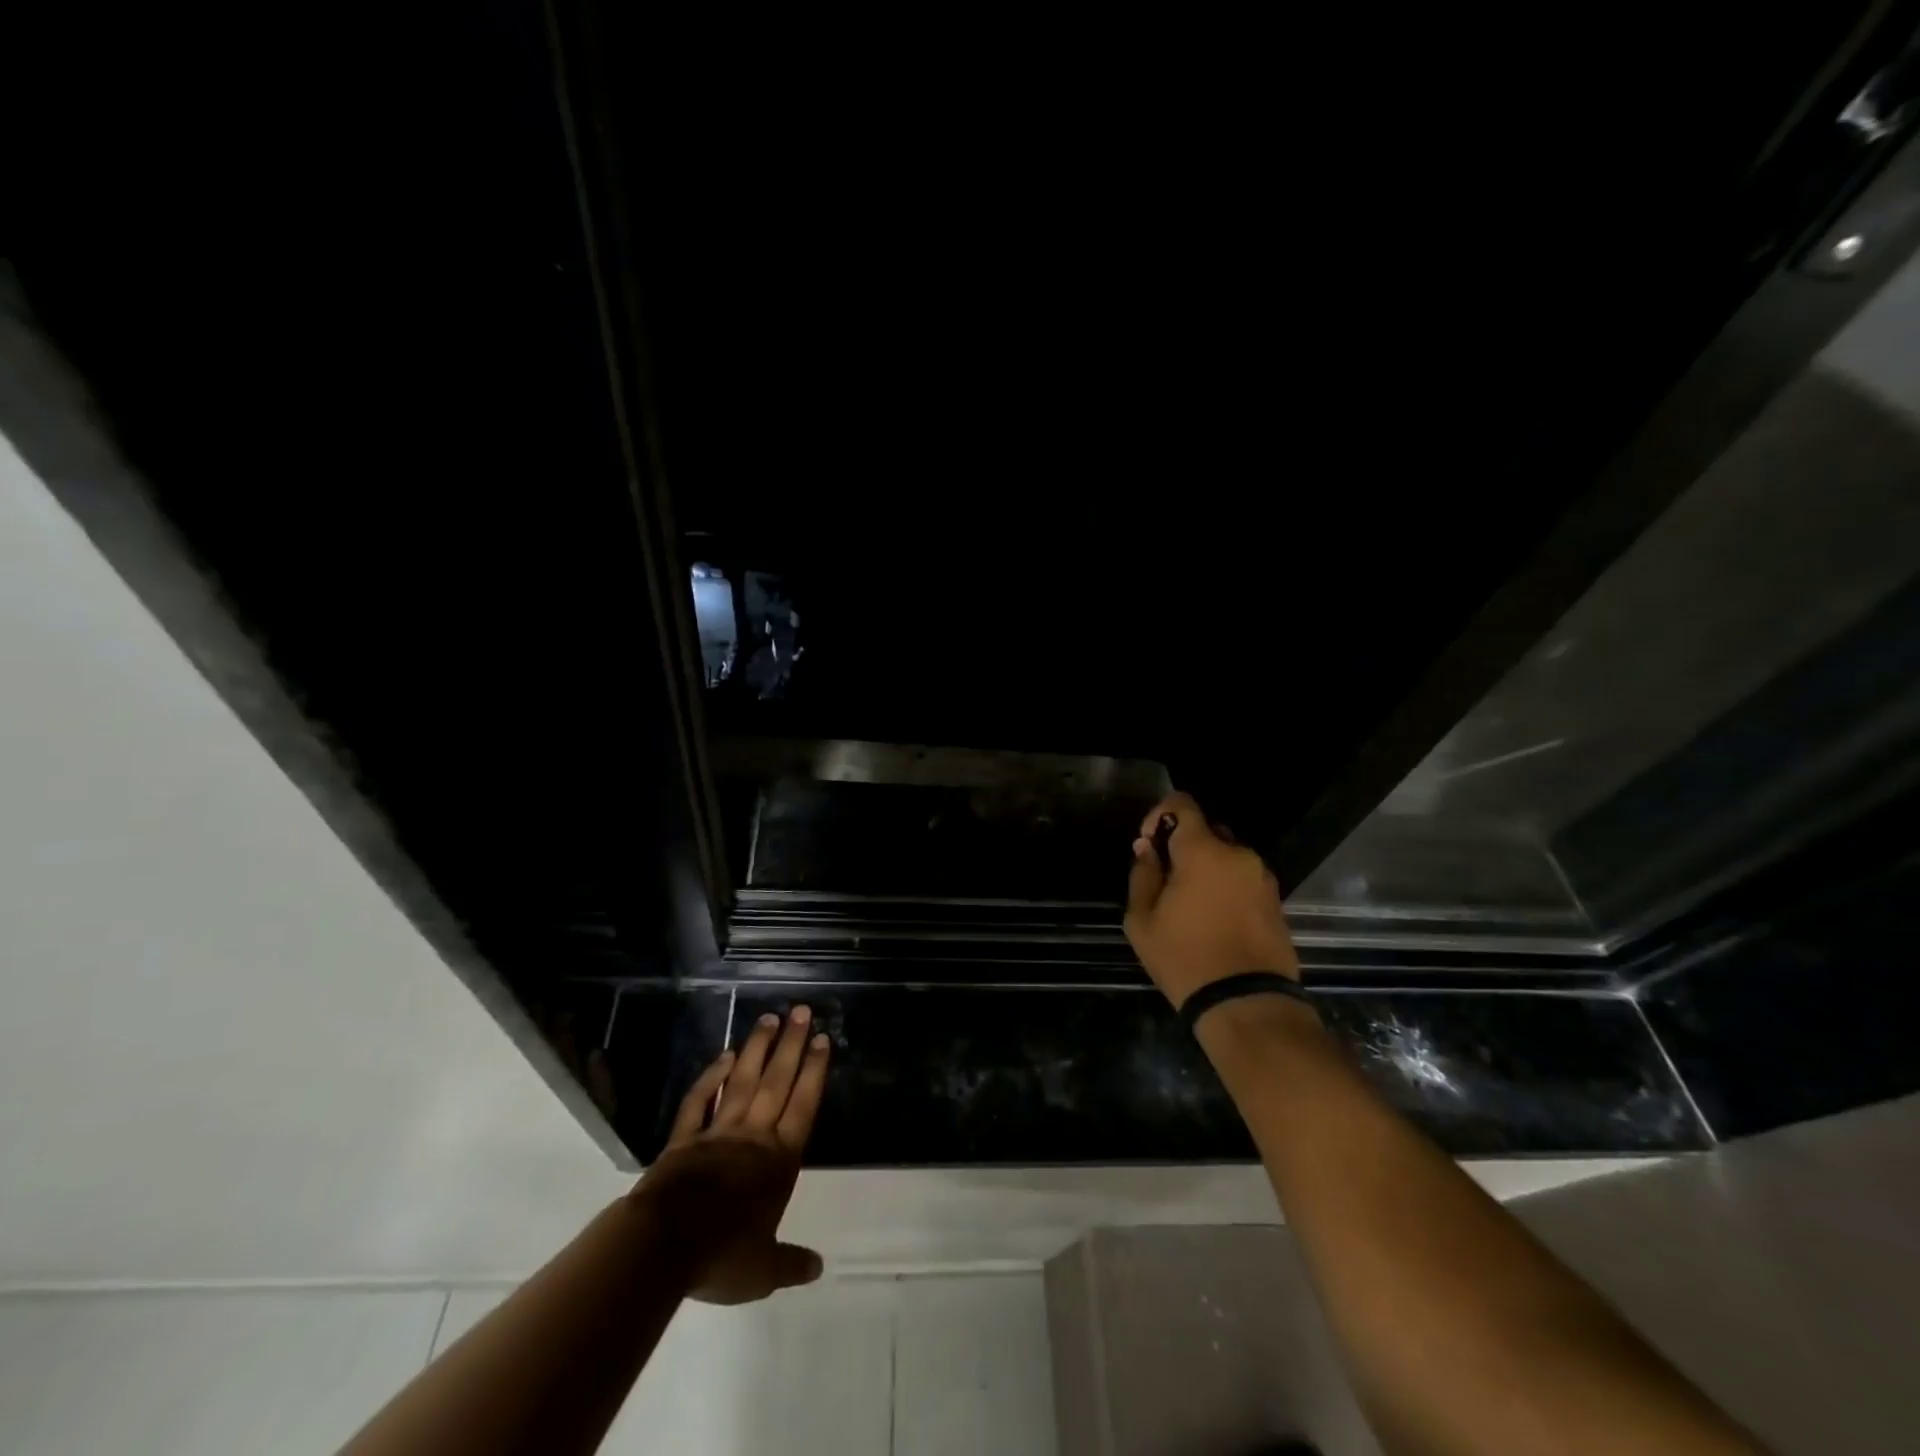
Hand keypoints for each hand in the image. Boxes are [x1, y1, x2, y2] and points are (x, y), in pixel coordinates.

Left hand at [631, 1006, 831, 1305]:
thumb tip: (818, 1268)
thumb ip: (791, 1262)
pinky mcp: (684, 1138)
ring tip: (769, 1018)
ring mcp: (717, 1132)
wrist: (663, 1246)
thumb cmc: (721, 1254)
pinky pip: (700, 1101)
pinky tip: (724, 1056)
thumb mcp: (763, 1270)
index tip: (822, 1039)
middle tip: (801, 1011)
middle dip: (791, 1046)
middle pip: (777, 1083)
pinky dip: (711, 1078)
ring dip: (757, 1049)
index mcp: (778, 1161)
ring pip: (742, 1082)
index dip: (814, 1072)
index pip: (803, 1106)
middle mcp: (753, 1137)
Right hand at [1123, 792, 1300, 1008]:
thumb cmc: (1185, 957)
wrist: (1246, 1003)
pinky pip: (1243, 880)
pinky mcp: (1277, 901)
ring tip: (1190, 905)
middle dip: (1183, 846)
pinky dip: (1226, 888)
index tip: (1148, 844)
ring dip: (1207, 868)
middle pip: (1207, 831)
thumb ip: (1142, 875)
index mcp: (1203, 851)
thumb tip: (1147, 848)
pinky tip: (1214, 920)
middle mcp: (1238, 855)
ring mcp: (1262, 878)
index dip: (1158, 814)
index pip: (1182, 804)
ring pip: (1227, 857)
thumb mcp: (1142, 920)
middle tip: (1166, 880)